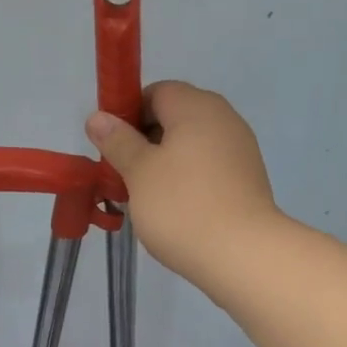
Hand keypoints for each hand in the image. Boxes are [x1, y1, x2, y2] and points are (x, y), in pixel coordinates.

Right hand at [86, 81, 280, 288]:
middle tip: (123, 176)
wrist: (242, 255)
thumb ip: (118, 142)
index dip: (129, 114)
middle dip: (145, 143)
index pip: (156, 92)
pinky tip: (174, 211)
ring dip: (165, 166)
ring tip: (145, 199)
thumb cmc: (182, 207)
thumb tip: (98, 117)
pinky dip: (188, 182)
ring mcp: (240, 150)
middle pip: (175, 119)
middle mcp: (224, 119)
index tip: (113, 147)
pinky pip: (208, 170)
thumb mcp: (139, 172)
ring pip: (191, 147)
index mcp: (196, 107)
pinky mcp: (247, 181)